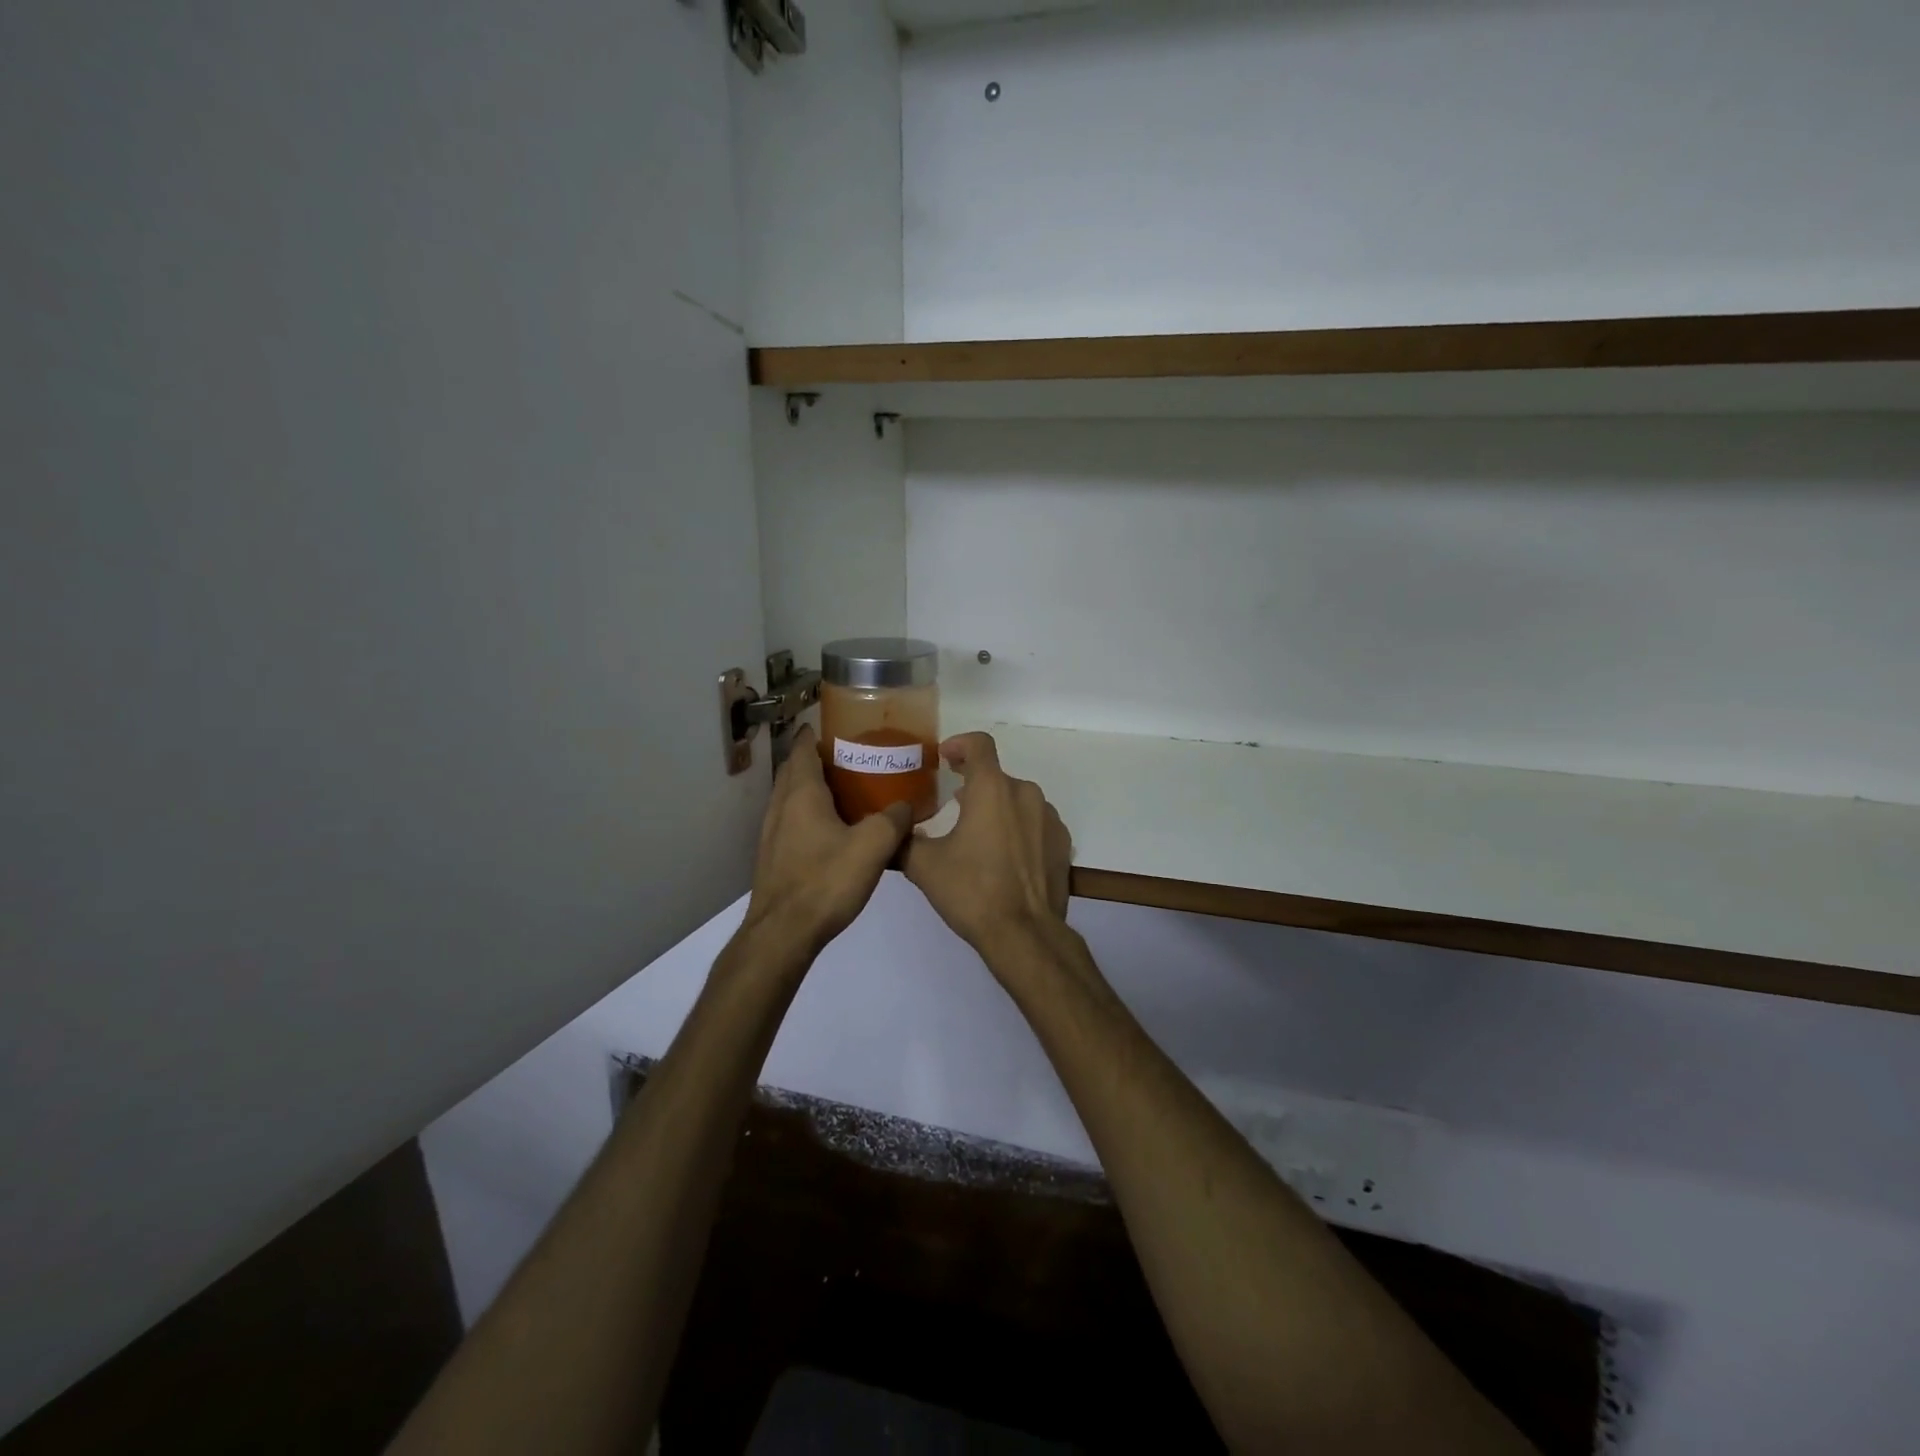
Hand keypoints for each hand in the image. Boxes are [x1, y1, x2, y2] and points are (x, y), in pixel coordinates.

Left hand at [739, 725, 912, 959]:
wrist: (783, 935)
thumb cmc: (825, 882)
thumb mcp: (873, 847)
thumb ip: (893, 820)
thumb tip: (905, 806)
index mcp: (801, 795)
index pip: (802, 749)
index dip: (815, 734)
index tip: (836, 726)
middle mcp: (781, 807)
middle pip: (794, 771)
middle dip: (816, 759)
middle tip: (849, 758)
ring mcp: (772, 834)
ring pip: (790, 798)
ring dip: (811, 789)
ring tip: (845, 792)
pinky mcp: (773, 859)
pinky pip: (791, 822)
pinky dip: (808, 815)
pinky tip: (832, 832)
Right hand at [900, 732, 1071, 961]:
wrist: (1024, 933)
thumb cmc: (972, 891)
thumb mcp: (924, 866)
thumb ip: (903, 840)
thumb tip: (889, 830)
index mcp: (992, 789)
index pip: (979, 744)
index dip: (959, 744)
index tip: (945, 758)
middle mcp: (1025, 793)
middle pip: (996, 776)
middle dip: (974, 785)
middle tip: (952, 807)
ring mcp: (1049, 818)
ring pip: (1017, 800)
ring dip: (996, 808)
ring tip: (977, 837)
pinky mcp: (1062, 842)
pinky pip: (1035, 823)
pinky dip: (1018, 829)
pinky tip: (1004, 857)